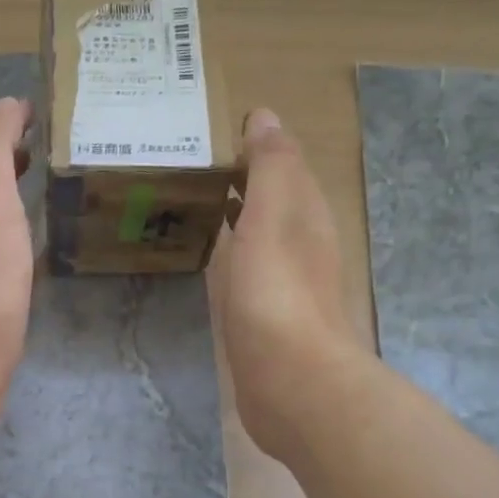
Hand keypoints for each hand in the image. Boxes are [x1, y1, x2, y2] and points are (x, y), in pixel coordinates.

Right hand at [215, 108, 372, 460]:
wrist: (292, 382)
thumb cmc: (277, 294)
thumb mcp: (272, 217)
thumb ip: (270, 167)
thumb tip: (265, 115)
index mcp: (305, 215)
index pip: (284, 167)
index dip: (254, 148)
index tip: (210, 137)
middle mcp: (301, 246)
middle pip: (273, 202)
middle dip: (242, 181)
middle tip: (193, 168)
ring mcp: (285, 285)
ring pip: (260, 237)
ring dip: (236, 217)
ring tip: (194, 204)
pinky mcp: (266, 320)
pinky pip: (248, 272)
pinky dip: (231, 255)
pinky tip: (212, 262)